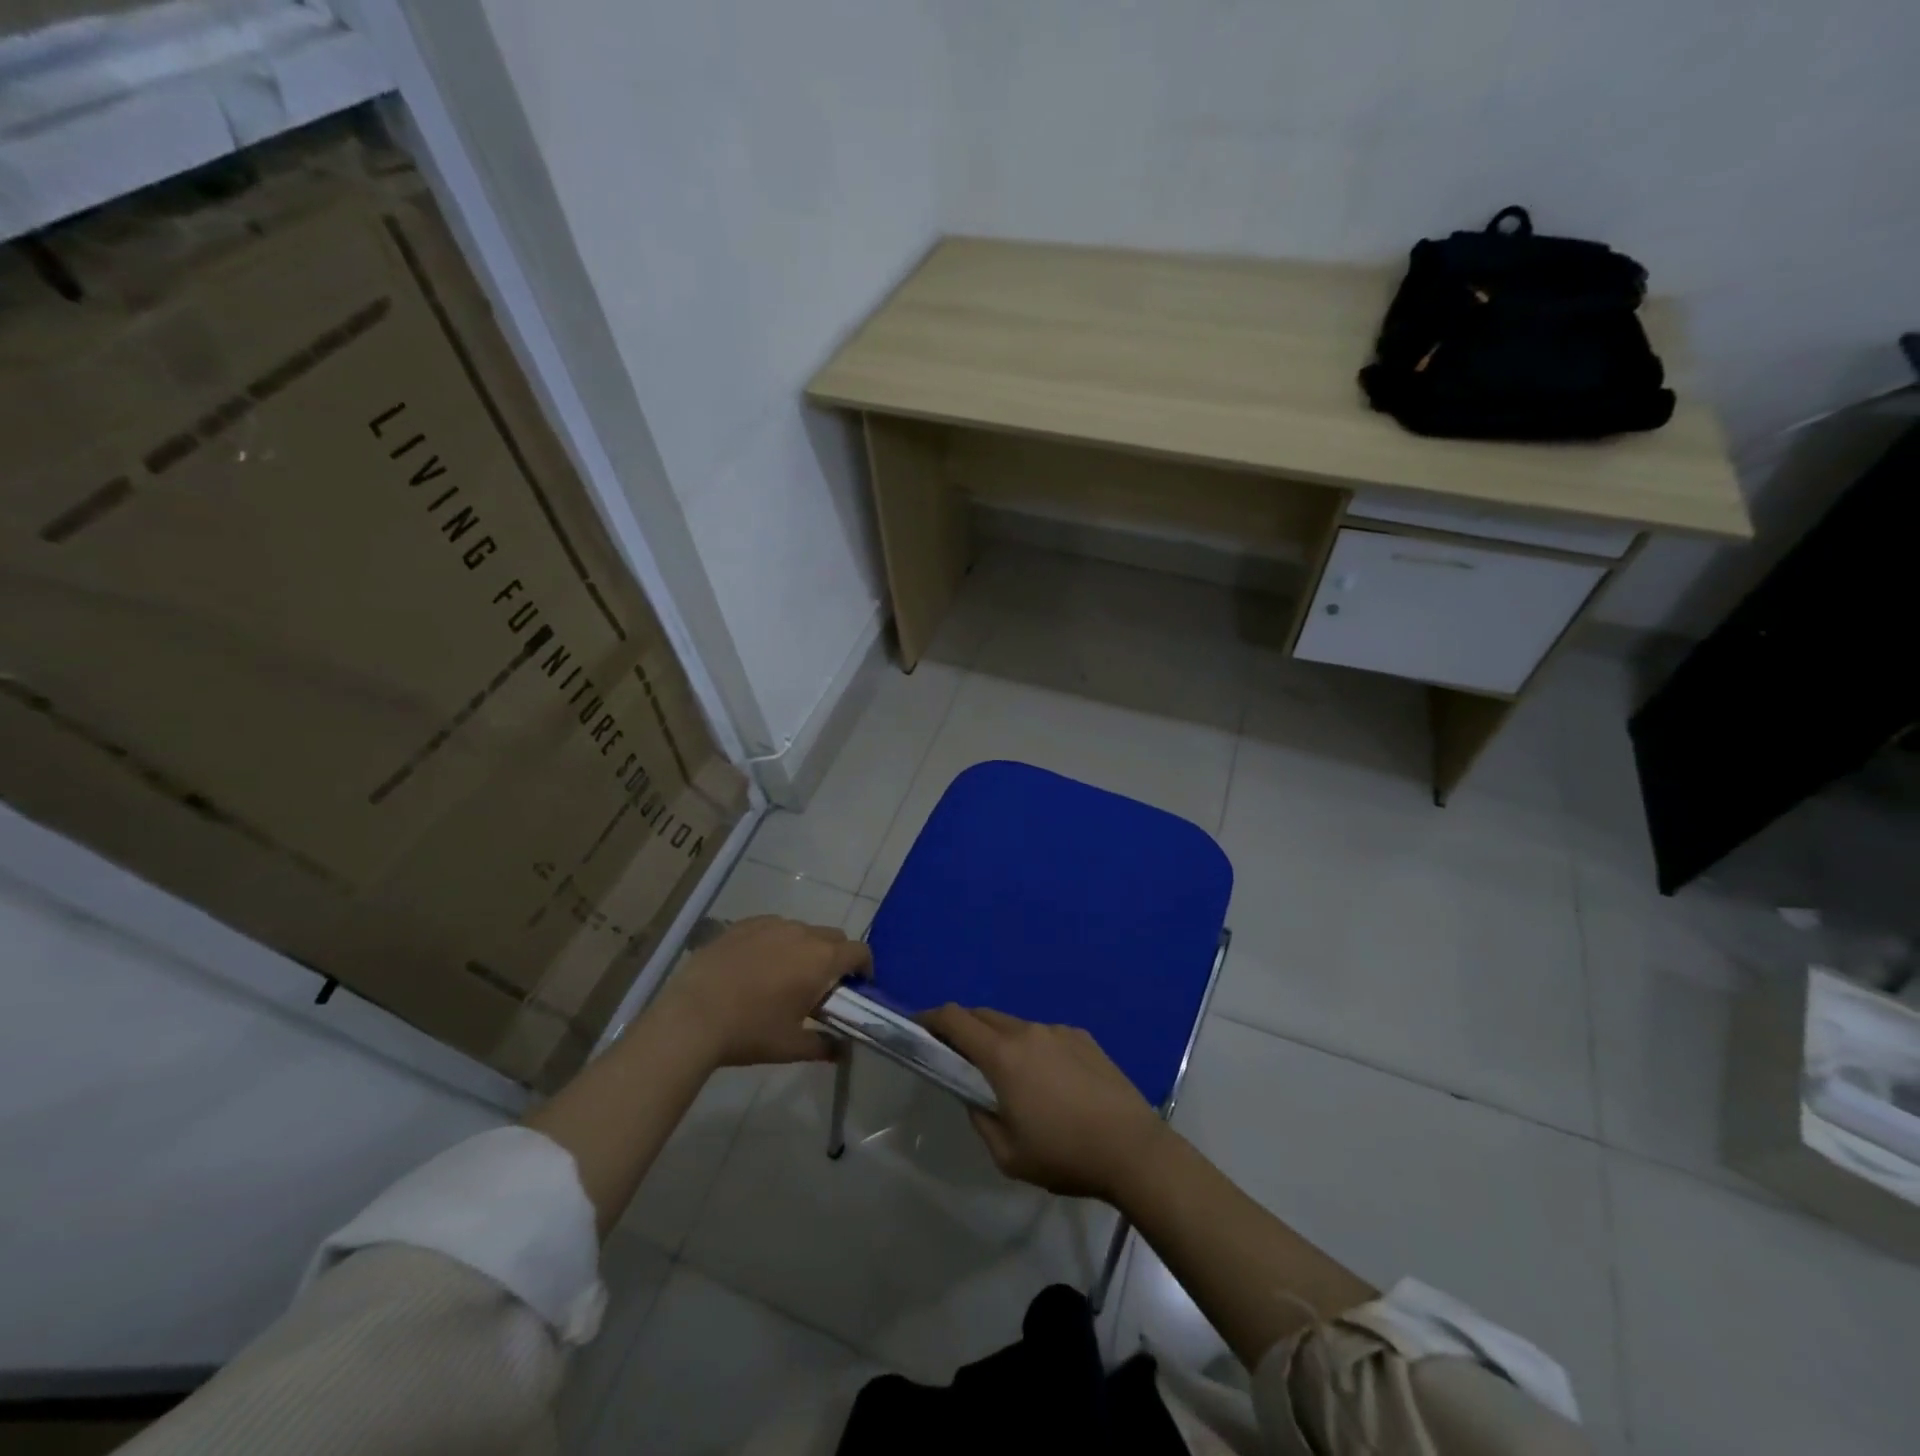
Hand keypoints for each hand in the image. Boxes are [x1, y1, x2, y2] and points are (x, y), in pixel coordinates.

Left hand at [656, 916, 869, 1067]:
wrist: (691, 1016)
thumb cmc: (750, 1032)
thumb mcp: (791, 1047)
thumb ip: (824, 1046)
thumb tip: (843, 1050)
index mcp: (821, 960)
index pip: (859, 951)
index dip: (864, 966)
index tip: (857, 985)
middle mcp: (801, 933)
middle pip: (833, 936)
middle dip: (836, 956)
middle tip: (821, 985)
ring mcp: (770, 924)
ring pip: (801, 930)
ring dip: (804, 948)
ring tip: (784, 975)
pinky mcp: (743, 924)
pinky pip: (771, 927)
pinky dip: (775, 941)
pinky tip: (756, 965)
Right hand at [923, 1005, 1169, 1202]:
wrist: (1132, 1148)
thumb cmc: (1064, 1154)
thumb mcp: (1007, 1154)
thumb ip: (981, 1119)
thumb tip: (976, 1098)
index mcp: (1003, 1055)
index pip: (955, 1019)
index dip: (932, 1018)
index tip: (919, 1027)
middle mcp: (1028, 1031)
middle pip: (984, 1016)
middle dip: (964, 1029)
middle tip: (959, 1056)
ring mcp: (1058, 1030)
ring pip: (1016, 1025)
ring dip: (1002, 1041)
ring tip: (1012, 1078)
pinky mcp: (1083, 1037)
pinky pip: (1046, 1035)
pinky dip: (1034, 1049)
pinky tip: (1052, 1084)